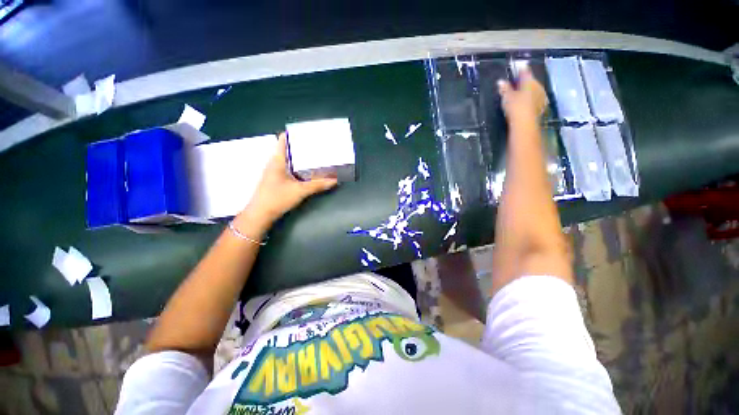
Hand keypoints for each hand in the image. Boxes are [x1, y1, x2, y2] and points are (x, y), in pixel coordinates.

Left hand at [246, 133, 337, 223]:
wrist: (260, 215)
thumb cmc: (277, 198)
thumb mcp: (300, 191)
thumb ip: (317, 185)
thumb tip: (335, 180)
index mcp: (277, 160)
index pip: (283, 141)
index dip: (292, 134)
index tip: (306, 132)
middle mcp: (274, 164)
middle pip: (286, 149)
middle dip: (299, 146)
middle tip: (314, 144)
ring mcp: (274, 173)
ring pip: (287, 160)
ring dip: (298, 157)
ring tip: (313, 156)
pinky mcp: (276, 181)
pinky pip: (287, 169)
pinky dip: (296, 167)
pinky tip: (306, 171)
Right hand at [497, 65, 547, 122]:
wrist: (525, 122)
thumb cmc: (515, 107)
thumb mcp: (507, 97)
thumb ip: (504, 89)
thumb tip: (500, 81)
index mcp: (529, 81)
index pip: (525, 72)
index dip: (520, 70)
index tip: (517, 68)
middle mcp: (538, 86)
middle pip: (530, 81)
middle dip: (524, 82)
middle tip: (517, 84)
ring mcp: (541, 96)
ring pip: (534, 89)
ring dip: (528, 91)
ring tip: (521, 94)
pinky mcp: (542, 105)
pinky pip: (536, 98)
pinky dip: (531, 99)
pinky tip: (526, 103)